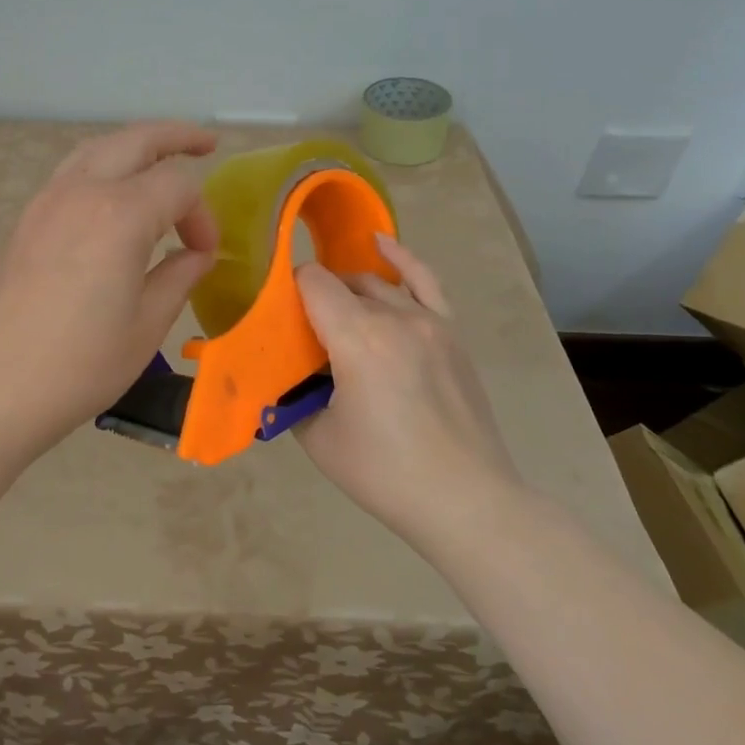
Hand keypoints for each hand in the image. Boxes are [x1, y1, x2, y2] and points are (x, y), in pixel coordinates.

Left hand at [0, 122, 218, 447]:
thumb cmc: (80, 364)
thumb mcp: (147, 324)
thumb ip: (179, 276)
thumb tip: (197, 254)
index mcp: (120, 214)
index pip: (178, 188)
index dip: (202, 216)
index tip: (206, 253)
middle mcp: (82, 192)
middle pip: (135, 141)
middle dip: (176, 137)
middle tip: (207, 143)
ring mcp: (46, 202)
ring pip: (97, 149)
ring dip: (133, 145)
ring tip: (160, 157)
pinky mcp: (26, 220)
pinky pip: (71, 173)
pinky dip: (102, 167)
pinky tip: (113, 195)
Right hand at [296, 234, 519, 548]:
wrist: (466, 500)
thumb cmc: (385, 473)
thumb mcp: (318, 438)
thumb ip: (292, 396)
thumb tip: (282, 377)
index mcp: (357, 338)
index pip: (313, 282)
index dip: (288, 292)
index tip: (278, 320)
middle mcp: (394, 316)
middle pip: (342, 283)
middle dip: (315, 298)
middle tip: (301, 334)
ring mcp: (429, 320)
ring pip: (376, 284)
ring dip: (349, 291)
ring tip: (333, 314)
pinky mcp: (451, 332)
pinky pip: (424, 281)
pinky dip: (401, 259)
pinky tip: (380, 244)